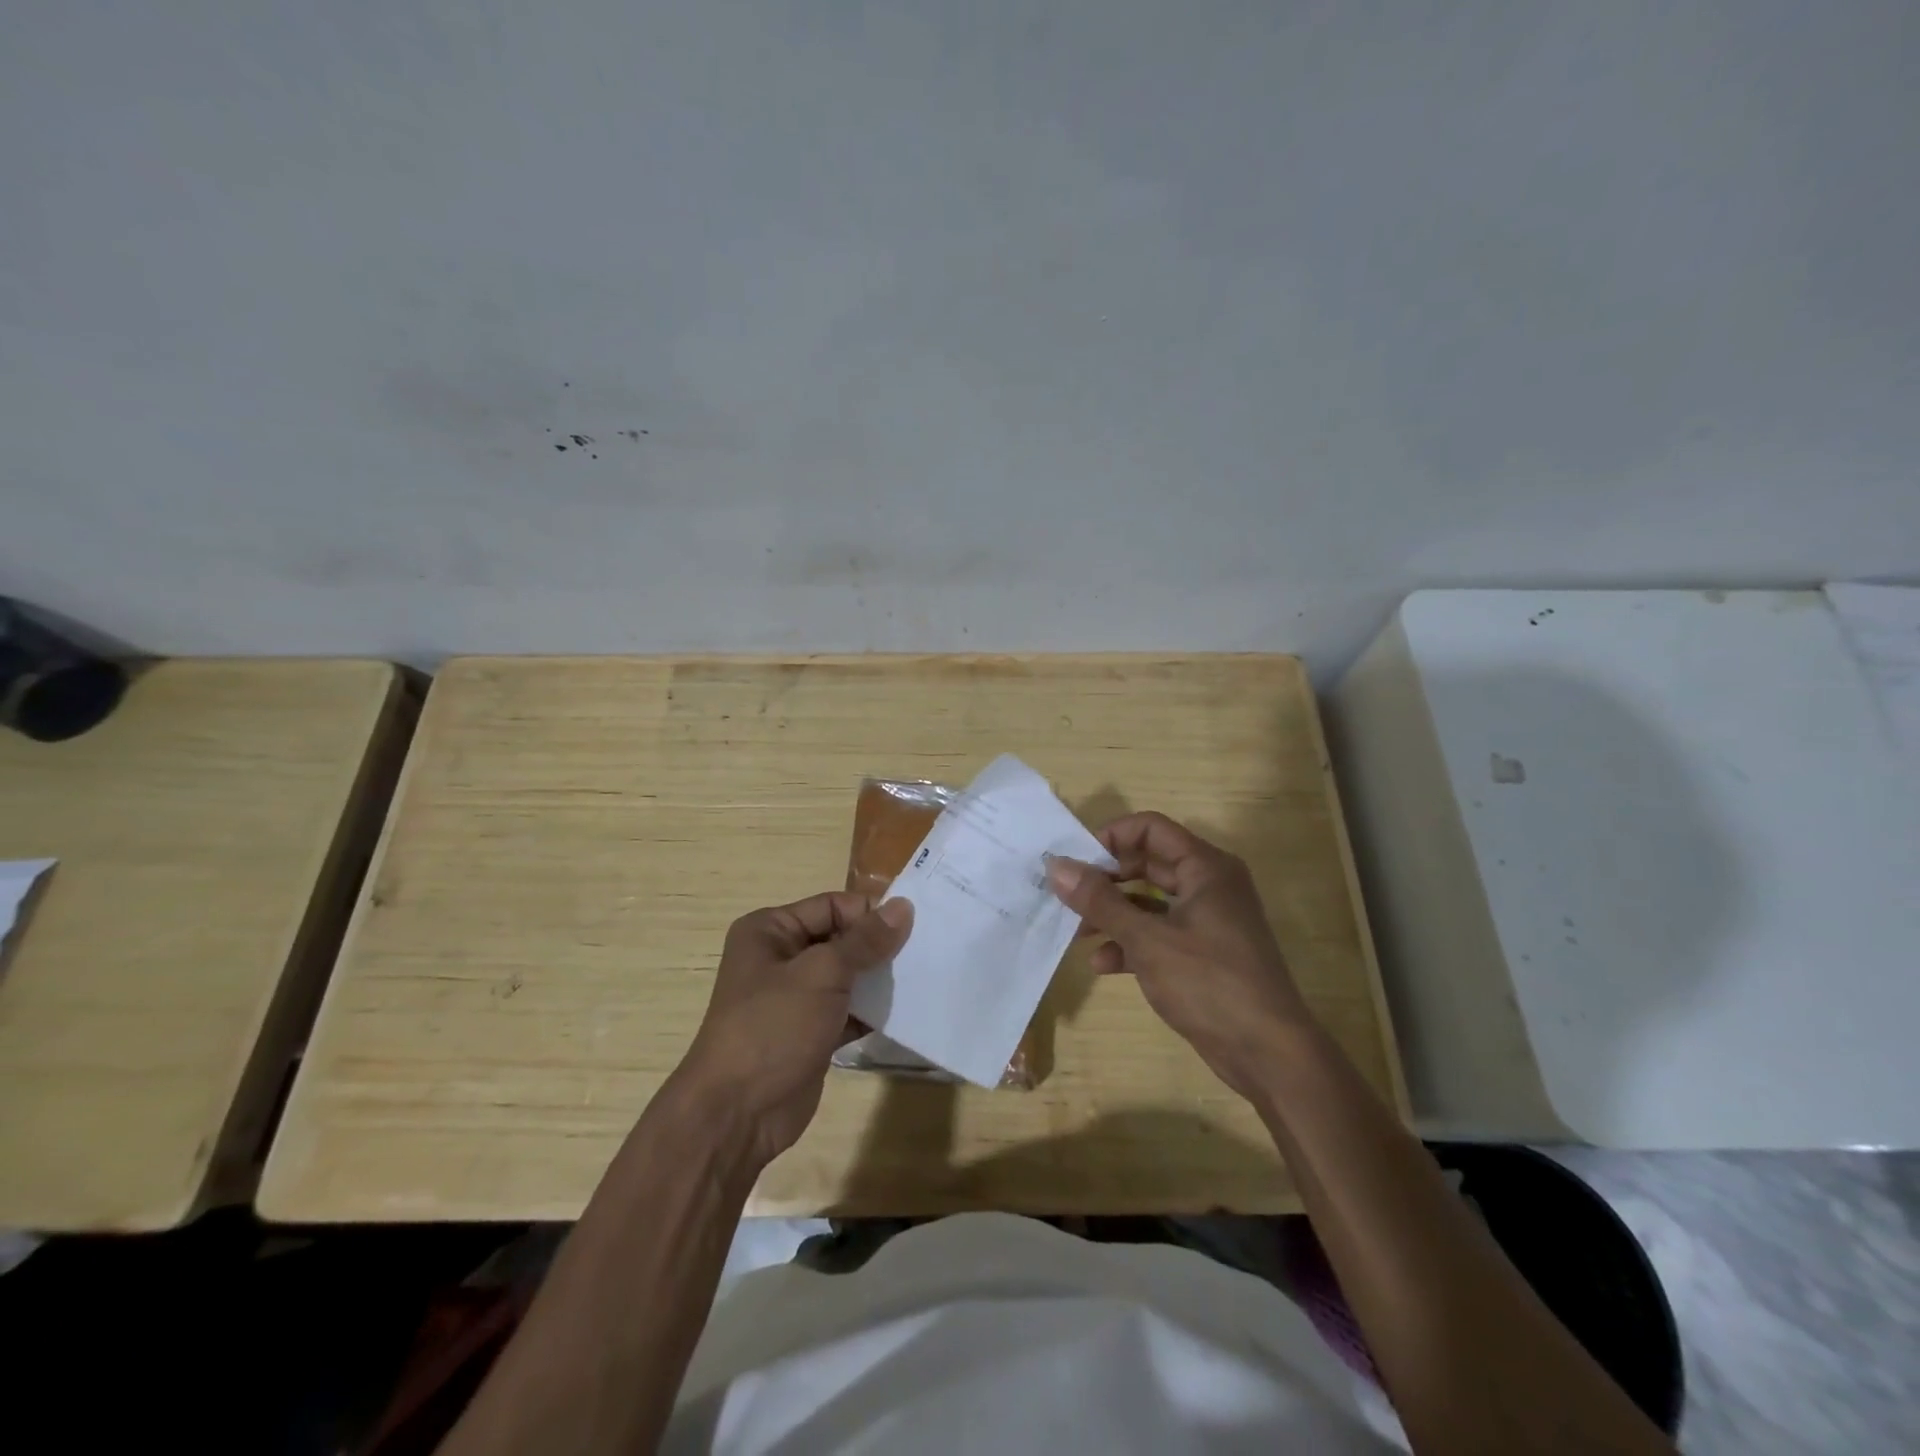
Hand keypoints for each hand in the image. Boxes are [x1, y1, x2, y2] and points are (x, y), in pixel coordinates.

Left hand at [675, 892, 912, 1167]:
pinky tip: (905, 1012)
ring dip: (878, 979)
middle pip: (841, 938)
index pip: (831, 906)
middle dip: (878, 947)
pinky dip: (872, 1010)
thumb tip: (904, 906)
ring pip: (847, 976)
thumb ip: (866, 940)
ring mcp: (795, 998)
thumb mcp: (822, 974)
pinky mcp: (810, 1032)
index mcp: (770, 930)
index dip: (869, 914)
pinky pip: (848, 1010)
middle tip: (924, 954)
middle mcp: (780, 957)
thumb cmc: (773, 1027)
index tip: (912, 929)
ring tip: (921, 980)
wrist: (737, 1115)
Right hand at [1047, 812, 1311, 1100]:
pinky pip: (1159, 934)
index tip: (1076, 862)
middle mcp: (1209, 885)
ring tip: (1077, 934)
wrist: (1268, 1054)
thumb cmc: (1210, 983)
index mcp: (1205, 868)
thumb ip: (1100, 901)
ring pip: (1150, 902)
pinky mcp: (1203, 954)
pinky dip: (1131, 944)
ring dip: (1113, 915)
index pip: (1150, 829)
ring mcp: (1208, 921)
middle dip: (1106, 880)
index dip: (1110, 838)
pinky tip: (1103, 965)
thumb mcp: (1147, 940)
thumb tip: (1056, 866)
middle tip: (1068, 896)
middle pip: (1147, 864)